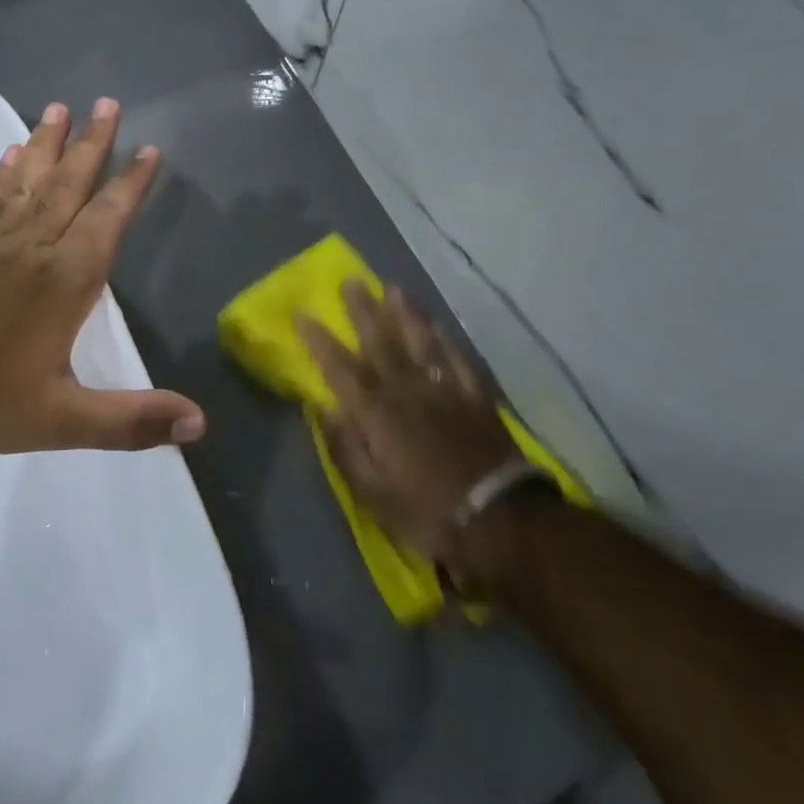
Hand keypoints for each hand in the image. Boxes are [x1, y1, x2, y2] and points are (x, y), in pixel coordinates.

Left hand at [0, 98, 204, 464]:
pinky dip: (3, 171)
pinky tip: (9, 153)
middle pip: (68, 183)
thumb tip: (200, 426)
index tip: (148, 150)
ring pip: (27, 179)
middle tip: (108, 103)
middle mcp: (32, 246)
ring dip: (46, 142)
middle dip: (92, 143)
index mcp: (65, 280)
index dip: (130, 184)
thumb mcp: (63, 421)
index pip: (107, 218)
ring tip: (60, 107)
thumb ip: (132, 421)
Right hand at [297, 282, 529, 584]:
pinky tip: (438, 324)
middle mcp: (407, 391)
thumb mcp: (372, 494)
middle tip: (350, 281)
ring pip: (420, 341)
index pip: (340, 368)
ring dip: (404, 312)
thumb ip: (345, 449)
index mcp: (377, 414)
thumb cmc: (427, 512)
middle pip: (380, 342)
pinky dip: (446, 339)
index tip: (302, 314)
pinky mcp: (476, 398)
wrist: (501, 523)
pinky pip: (458, 359)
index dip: (319, 341)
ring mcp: (445, 390)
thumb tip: (324, 410)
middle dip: (362, 311)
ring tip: (392, 287)